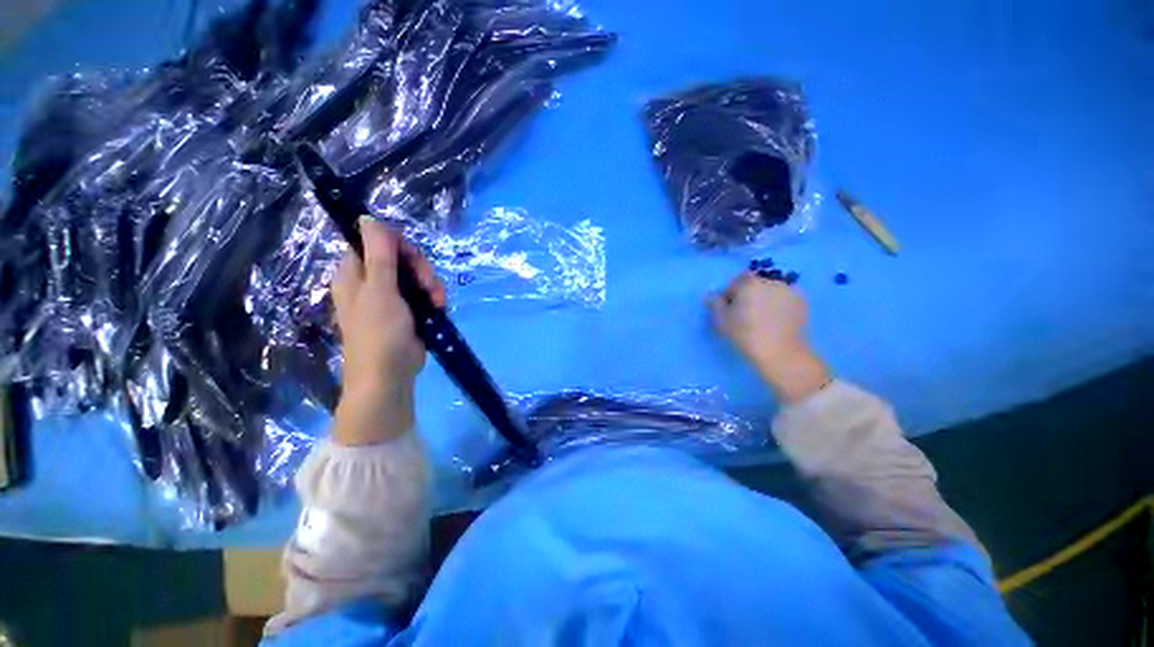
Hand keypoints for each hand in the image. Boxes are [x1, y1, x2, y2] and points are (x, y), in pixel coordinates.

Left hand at [330, 218, 445, 444]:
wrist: (390, 374)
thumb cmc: (379, 331)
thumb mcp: (380, 290)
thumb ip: (378, 254)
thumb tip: (367, 218)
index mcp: (355, 273)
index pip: (374, 242)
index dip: (397, 245)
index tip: (411, 259)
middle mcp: (372, 282)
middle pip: (400, 258)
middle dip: (420, 269)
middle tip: (428, 285)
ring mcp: (391, 297)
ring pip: (416, 276)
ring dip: (431, 285)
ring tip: (437, 302)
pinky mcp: (409, 311)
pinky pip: (424, 293)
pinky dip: (434, 298)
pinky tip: (438, 308)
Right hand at [710, 272, 830, 402]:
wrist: (781, 353)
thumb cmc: (745, 335)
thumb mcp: (721, 320)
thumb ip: (714, 304)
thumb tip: (713, 296)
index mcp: (749, 283)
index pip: (735, 281)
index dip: (730, 294)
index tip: (729, 309)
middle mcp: (770, 281)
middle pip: (754, 284)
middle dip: (748, 295)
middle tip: (744, 315)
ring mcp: (789, 290)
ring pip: (770, 291)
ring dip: (764, 300)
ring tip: (761, 319)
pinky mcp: (802, 302)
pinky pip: (784, 299)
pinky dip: (779, 306)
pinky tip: (776, 321)